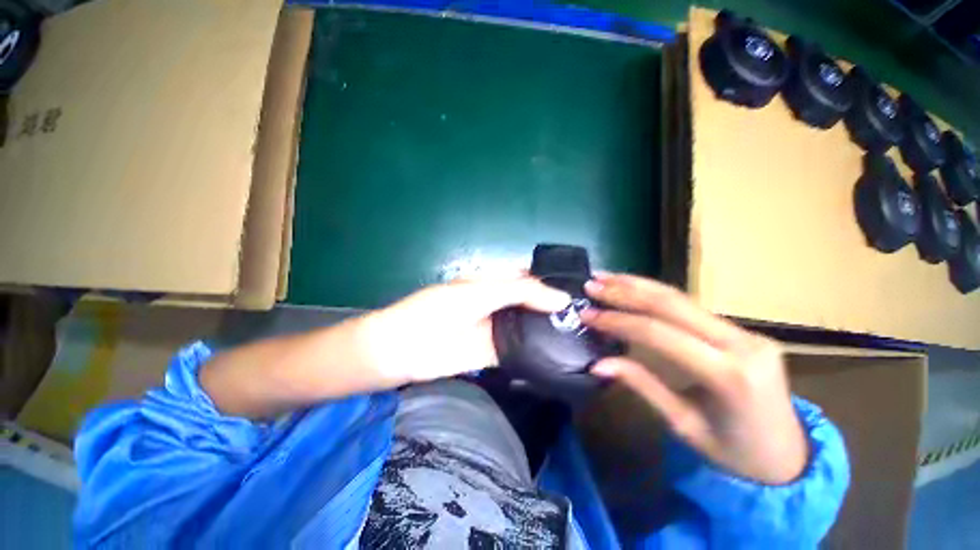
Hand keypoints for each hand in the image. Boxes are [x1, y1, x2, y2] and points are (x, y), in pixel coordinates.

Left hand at [358, 275, 570, 385]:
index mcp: (491, 283)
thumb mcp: (480, 293)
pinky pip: (520, 349)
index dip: (550, 281)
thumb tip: (561, 298)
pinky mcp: (493, 354)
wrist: (403, 350)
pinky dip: (537, 351)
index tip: (579, 291)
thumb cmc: (438, 311)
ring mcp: (495, 329)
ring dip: (549, 330)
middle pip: (531, 303)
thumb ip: (519, 292)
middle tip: (587, 316)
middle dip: (555, 308)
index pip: (528, 278)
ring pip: (528, 326)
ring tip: (582, 334)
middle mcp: (497, 304)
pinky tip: (560, 354)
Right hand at [581, 274, 807, 484]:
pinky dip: (655, 295)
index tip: (587, 315)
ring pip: (681, 298)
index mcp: (729, 375)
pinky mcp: (741, 330)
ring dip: (638, 285)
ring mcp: (746, 332)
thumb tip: (597, 363)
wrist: (789, 459)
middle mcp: (741, 343)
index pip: (660, 334)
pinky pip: (691, 307)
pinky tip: (634, 288)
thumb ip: (642, 385)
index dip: (618, 321)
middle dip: (625, 291)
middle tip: (592, 284)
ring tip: (606, 277)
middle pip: (672, 304)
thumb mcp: (684, 425)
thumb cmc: (735, 454)